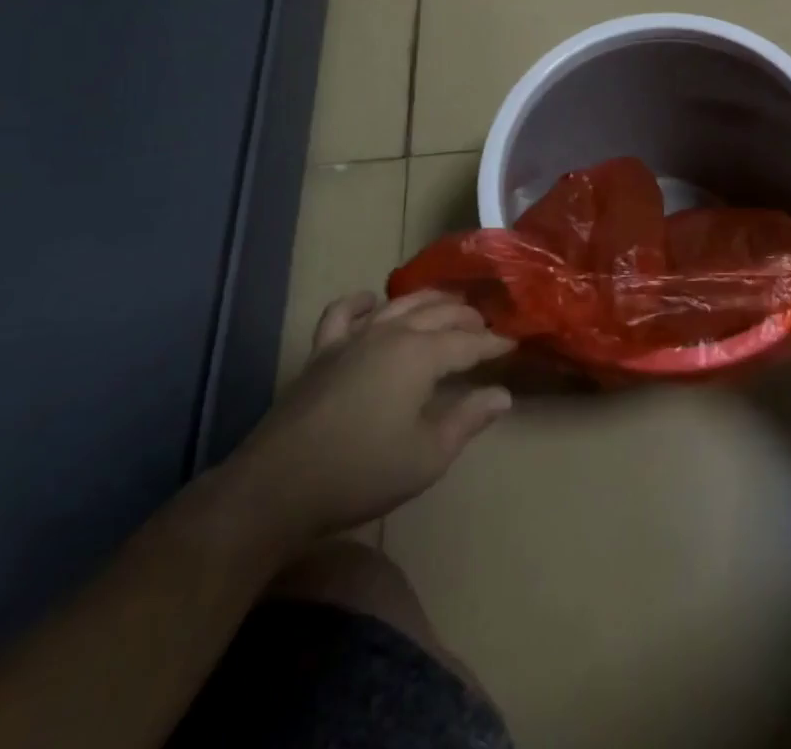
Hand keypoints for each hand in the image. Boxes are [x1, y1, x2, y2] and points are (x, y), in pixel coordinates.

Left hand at [235, 290, 513, 540]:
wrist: (276, 489)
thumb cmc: (361, 473)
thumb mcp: (427, 455)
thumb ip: (468, 419)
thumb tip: (502, 394)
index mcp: (421, 355)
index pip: (468, 342)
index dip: (493, 343)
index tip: (513, 344)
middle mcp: (391, 333)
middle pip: (438, 313)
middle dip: (467, 317)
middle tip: (485, 326)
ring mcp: (353, 338)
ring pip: (399, 304)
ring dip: (428, 301)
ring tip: (446, 304)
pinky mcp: (321, 351)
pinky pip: (342, 313)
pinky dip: (361, 302)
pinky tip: (372, 302)